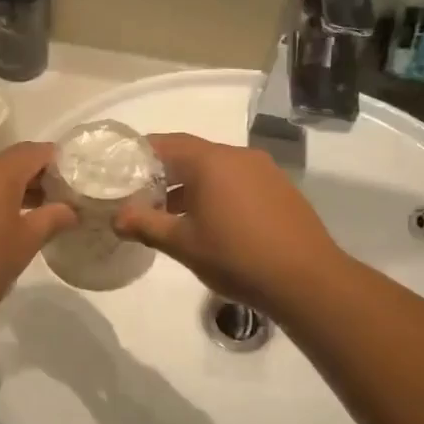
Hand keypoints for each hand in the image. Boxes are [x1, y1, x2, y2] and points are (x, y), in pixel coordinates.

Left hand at [0, 143, 76, 330]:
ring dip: (3, 195)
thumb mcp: (23, 246)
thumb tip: (69, 208)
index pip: (35, 152)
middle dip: (32, 182)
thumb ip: (51, 220)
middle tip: (51, 209)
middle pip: (7, 164)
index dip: (58, 164)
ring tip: (17, 225)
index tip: (71, 187)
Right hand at [113, 134, 341, 315]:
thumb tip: (116, 218)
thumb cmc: (236, 257)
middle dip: (165, 173)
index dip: (140, 154)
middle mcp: (238, 156)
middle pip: (192, 154)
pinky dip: (218, 193)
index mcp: (211, 161)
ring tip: (172, 214)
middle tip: (141, 196)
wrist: (307, 280)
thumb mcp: (183, 244)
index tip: (120, 170)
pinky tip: (211, 222)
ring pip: (217, 169)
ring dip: (192, 185)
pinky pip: (238, 181)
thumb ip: (146, 225)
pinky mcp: (280, 189)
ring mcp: (264, 171)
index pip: (166, 143)